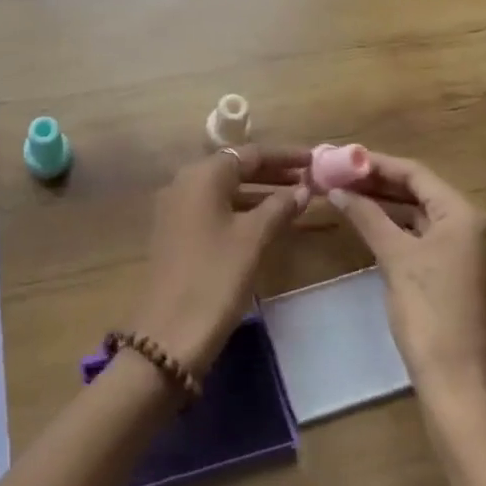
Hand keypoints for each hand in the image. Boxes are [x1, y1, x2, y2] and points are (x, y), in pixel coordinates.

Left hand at [129, 146, 310, 375]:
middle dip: (273, 172)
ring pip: (225, 189)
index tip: (316, 159)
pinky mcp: (175, 232)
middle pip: (235, 167)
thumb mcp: (253, 239)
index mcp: (202, 175)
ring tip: (296, 199)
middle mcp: (185, 182)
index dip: (285, 155)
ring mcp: (177, 208)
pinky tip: (267, 221)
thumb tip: (304, 188)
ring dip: (259, 191)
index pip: (249, 153)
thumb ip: (280, 207)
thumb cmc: (215, 277)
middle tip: (311, 179)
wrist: (169, 333)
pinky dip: (242, 208)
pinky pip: (214, 208)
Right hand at [326, 153, 485, 396]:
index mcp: (467, 216)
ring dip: (391, 208)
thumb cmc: (429, 313)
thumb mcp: (394, 258)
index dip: (376, 164)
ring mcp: (480, 257)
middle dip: (381, 185)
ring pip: (429, 218)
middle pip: (424, 194)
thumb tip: (337, 189)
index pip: (416, 174)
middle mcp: (481, 229)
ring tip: (351, 199)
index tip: (342, 159)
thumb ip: (366, 216)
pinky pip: (435, 241)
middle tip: (341, 178)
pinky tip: (377, 231)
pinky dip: (406, 232)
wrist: (462, 386)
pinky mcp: (473, 280)